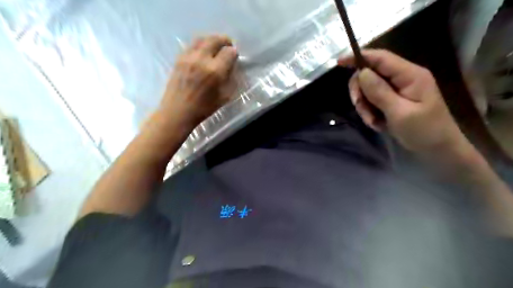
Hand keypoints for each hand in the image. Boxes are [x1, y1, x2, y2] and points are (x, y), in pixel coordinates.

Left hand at [159, 35, 237, 128]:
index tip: (235, 57)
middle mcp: (202, 60)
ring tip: (216, 46)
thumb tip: (231, 67)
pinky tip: (203, 52)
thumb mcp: (224, 97)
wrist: (178, 112)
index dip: (234, 53)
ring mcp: (188, 57)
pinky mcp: (179, 58)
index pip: (229, 52)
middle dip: (224, 40)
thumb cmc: (204, 108)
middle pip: (215, 39)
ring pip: (202, 38)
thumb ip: (230, 79)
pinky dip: (200, 44)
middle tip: (228, 45)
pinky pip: (191, 45)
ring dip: (212, 40)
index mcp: (215, 71)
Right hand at [340, 50, 466, 156]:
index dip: (359, 57)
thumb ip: (380, 92)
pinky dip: (370, 112)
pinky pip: (373, 100)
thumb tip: (361, 72)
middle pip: (370, 74)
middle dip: (360, 91)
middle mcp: (403, 78)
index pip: (381, 58)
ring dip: (365, 106)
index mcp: (410, 75)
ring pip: (368, 89)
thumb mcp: (400, 113)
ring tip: (373, 122)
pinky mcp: (393, 100)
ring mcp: (398, 89)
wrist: (438, 149)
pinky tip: (377, 123)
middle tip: (360, 108)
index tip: (339, 62)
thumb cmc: (424, 131)